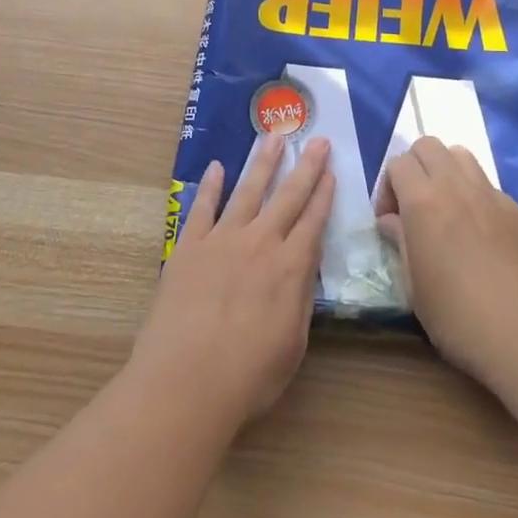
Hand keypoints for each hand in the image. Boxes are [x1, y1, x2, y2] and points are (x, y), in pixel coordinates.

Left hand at [128, 136, 333, 430]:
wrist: (186, 381)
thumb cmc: (247, 375)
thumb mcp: (292, 343)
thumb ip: (300, 299)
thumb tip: (304, 267)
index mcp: (290, 267)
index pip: (313, 220)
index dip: (324, 194)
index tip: (331, 170)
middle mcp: (260, 243)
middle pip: (287, 196)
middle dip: (305, 167)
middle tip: (317, 140)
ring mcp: (221, 240)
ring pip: (247, 191)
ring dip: (262, 163)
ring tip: (272, 137)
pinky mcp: (188, 247)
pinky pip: (202, 208)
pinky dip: (210, 186)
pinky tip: (216, 167)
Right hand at [375, 137, 517, 383]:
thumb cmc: (458, 316)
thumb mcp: (414, 286)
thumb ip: (400, 243)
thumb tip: (391, 221)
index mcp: (423, 201)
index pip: (398, 163)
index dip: (387, 188)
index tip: (390, 221)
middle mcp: (457, 186)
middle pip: (429, 146)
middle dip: (415, 168)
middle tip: (415, 206)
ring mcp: (493, 195)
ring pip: (463, 156)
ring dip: (447, 173)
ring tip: (447, 210)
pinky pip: (490, 187)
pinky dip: (476, 197)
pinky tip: (481, 235)